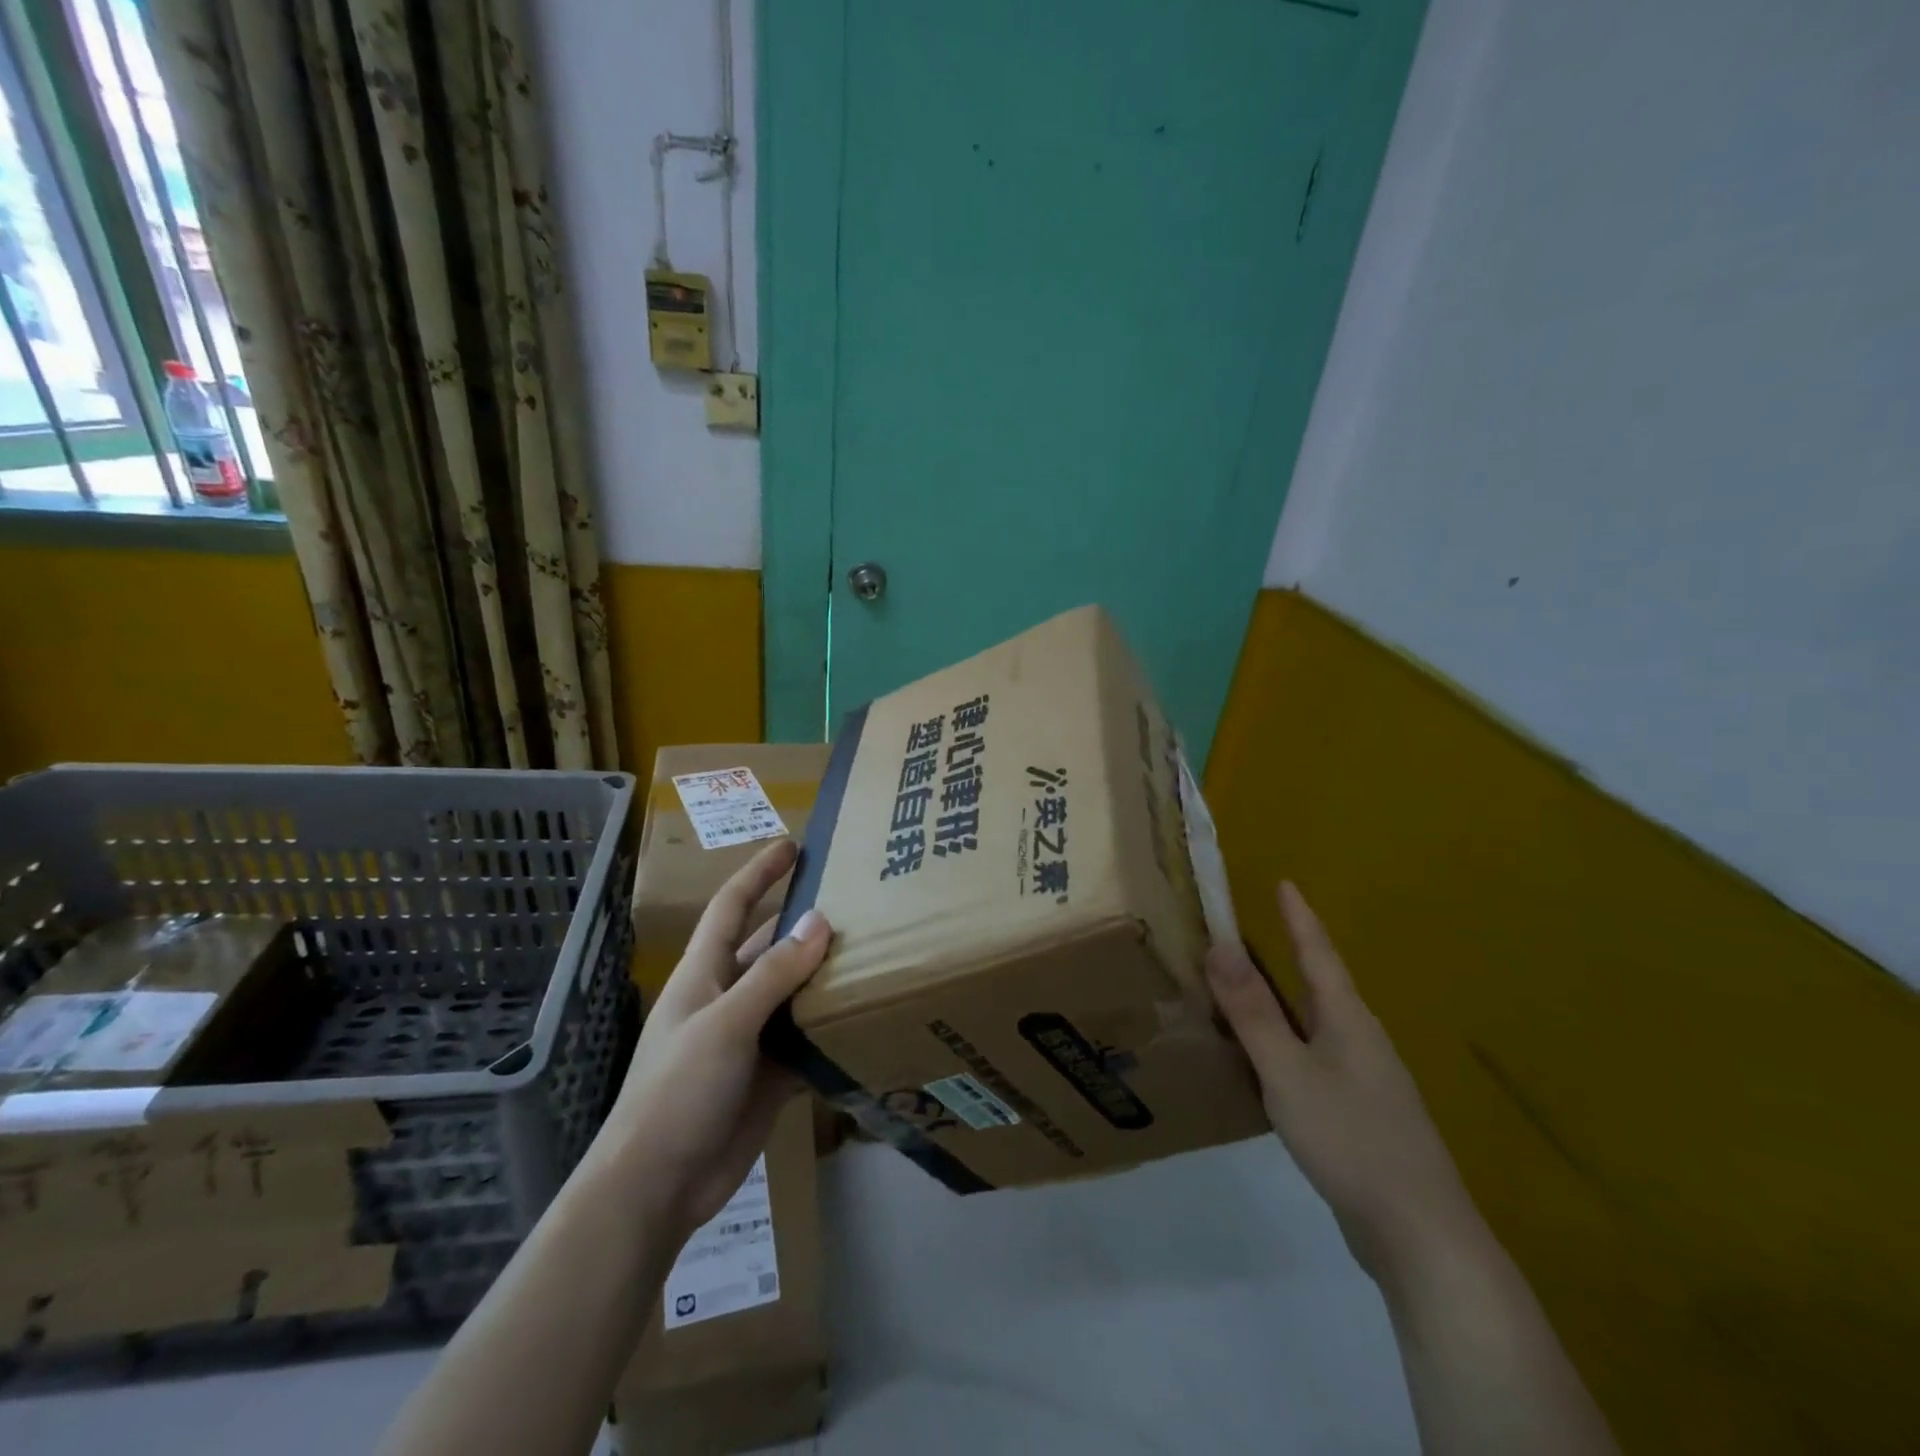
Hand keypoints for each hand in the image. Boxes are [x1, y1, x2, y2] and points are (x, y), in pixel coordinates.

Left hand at [601, 839, 831, 1242]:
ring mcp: (750, 1037)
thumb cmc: (678, 1090)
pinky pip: (806, 1040)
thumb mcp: (726, 1024)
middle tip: (858, 902)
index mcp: (705, 974)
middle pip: (770, 946)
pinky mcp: (769, 1075)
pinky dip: (832, 1028)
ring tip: (875, 951)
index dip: (760, 872)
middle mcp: (729, 997)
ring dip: (826, 975)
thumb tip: (819, 921)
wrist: (658, 1186)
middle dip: (806, 922)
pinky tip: (868, 1016)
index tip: (794, 844)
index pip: (733, 906)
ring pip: (793, 993)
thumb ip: (773, 974)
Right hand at [1207, 881, 1480, 1284]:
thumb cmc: (1350, 1138)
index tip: (1286, 882)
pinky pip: (1316, 1060)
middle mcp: (1361, 1041)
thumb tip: (1220, 944)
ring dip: (1284, 1004)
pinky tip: (1270, 1066)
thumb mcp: (1288, 1070)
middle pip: (1321, 986)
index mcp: (1347, 1020)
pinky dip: (1287, 1046)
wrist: (1418, 1234)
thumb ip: (1252, 1011)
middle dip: (1290, 956)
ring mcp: (1367, 1081)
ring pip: (1317, 1026)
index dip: (1300, 918)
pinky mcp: (1362, 1116)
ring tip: (1249, 994)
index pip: (1319, 954)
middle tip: (1250, 936)